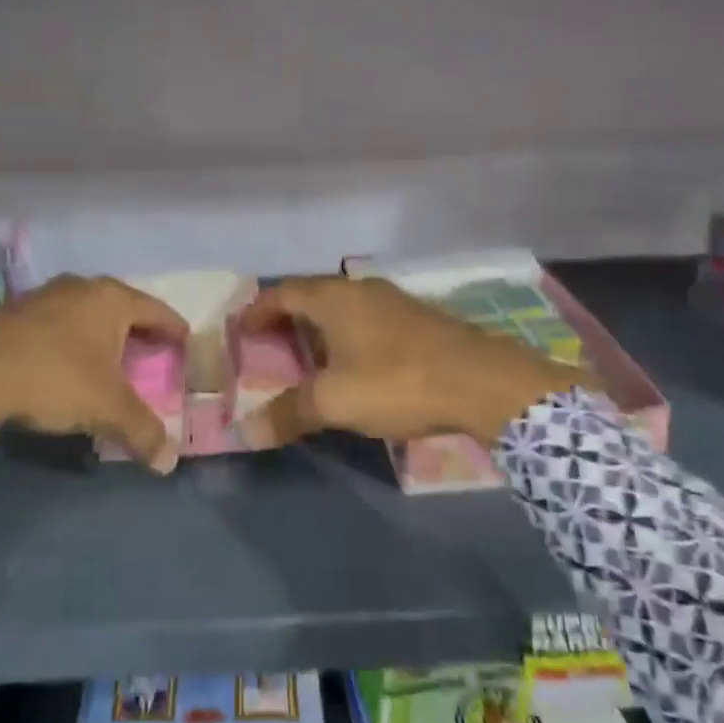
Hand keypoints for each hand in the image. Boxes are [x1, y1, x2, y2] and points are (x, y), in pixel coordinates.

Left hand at [0, 275, 187, 472]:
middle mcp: (82, 288)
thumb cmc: (52, 378)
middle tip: (153, 357)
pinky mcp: (16, 312)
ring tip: (111, 361)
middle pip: (123, 309)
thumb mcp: (105, 408)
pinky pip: (59, 323)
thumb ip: (142, 432)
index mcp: (111, 299)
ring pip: (88, 314)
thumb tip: (169, 462)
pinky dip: (72, 340)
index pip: (158, 311)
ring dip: (103, 336)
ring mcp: (45, 296)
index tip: (187, 345)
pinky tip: (67, 364)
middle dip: (139, 333)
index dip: (175, 330)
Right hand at [235, 276, 585, 448]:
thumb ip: (289, 413)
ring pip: (343, 307)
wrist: (482, 380)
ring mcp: (394, 301)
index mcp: (334, 298)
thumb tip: (245, 432)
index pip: (282, 292)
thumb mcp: (336, 401)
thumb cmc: (397, 382)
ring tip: (308, 357)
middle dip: (287, 318)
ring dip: (320, 327)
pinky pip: (368, 319)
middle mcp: (361, 289)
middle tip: (269, 345)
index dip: (257, 310)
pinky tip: (356, 363)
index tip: (241, 329)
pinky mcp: (418, 319)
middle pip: (312, 295)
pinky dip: (348, 335)